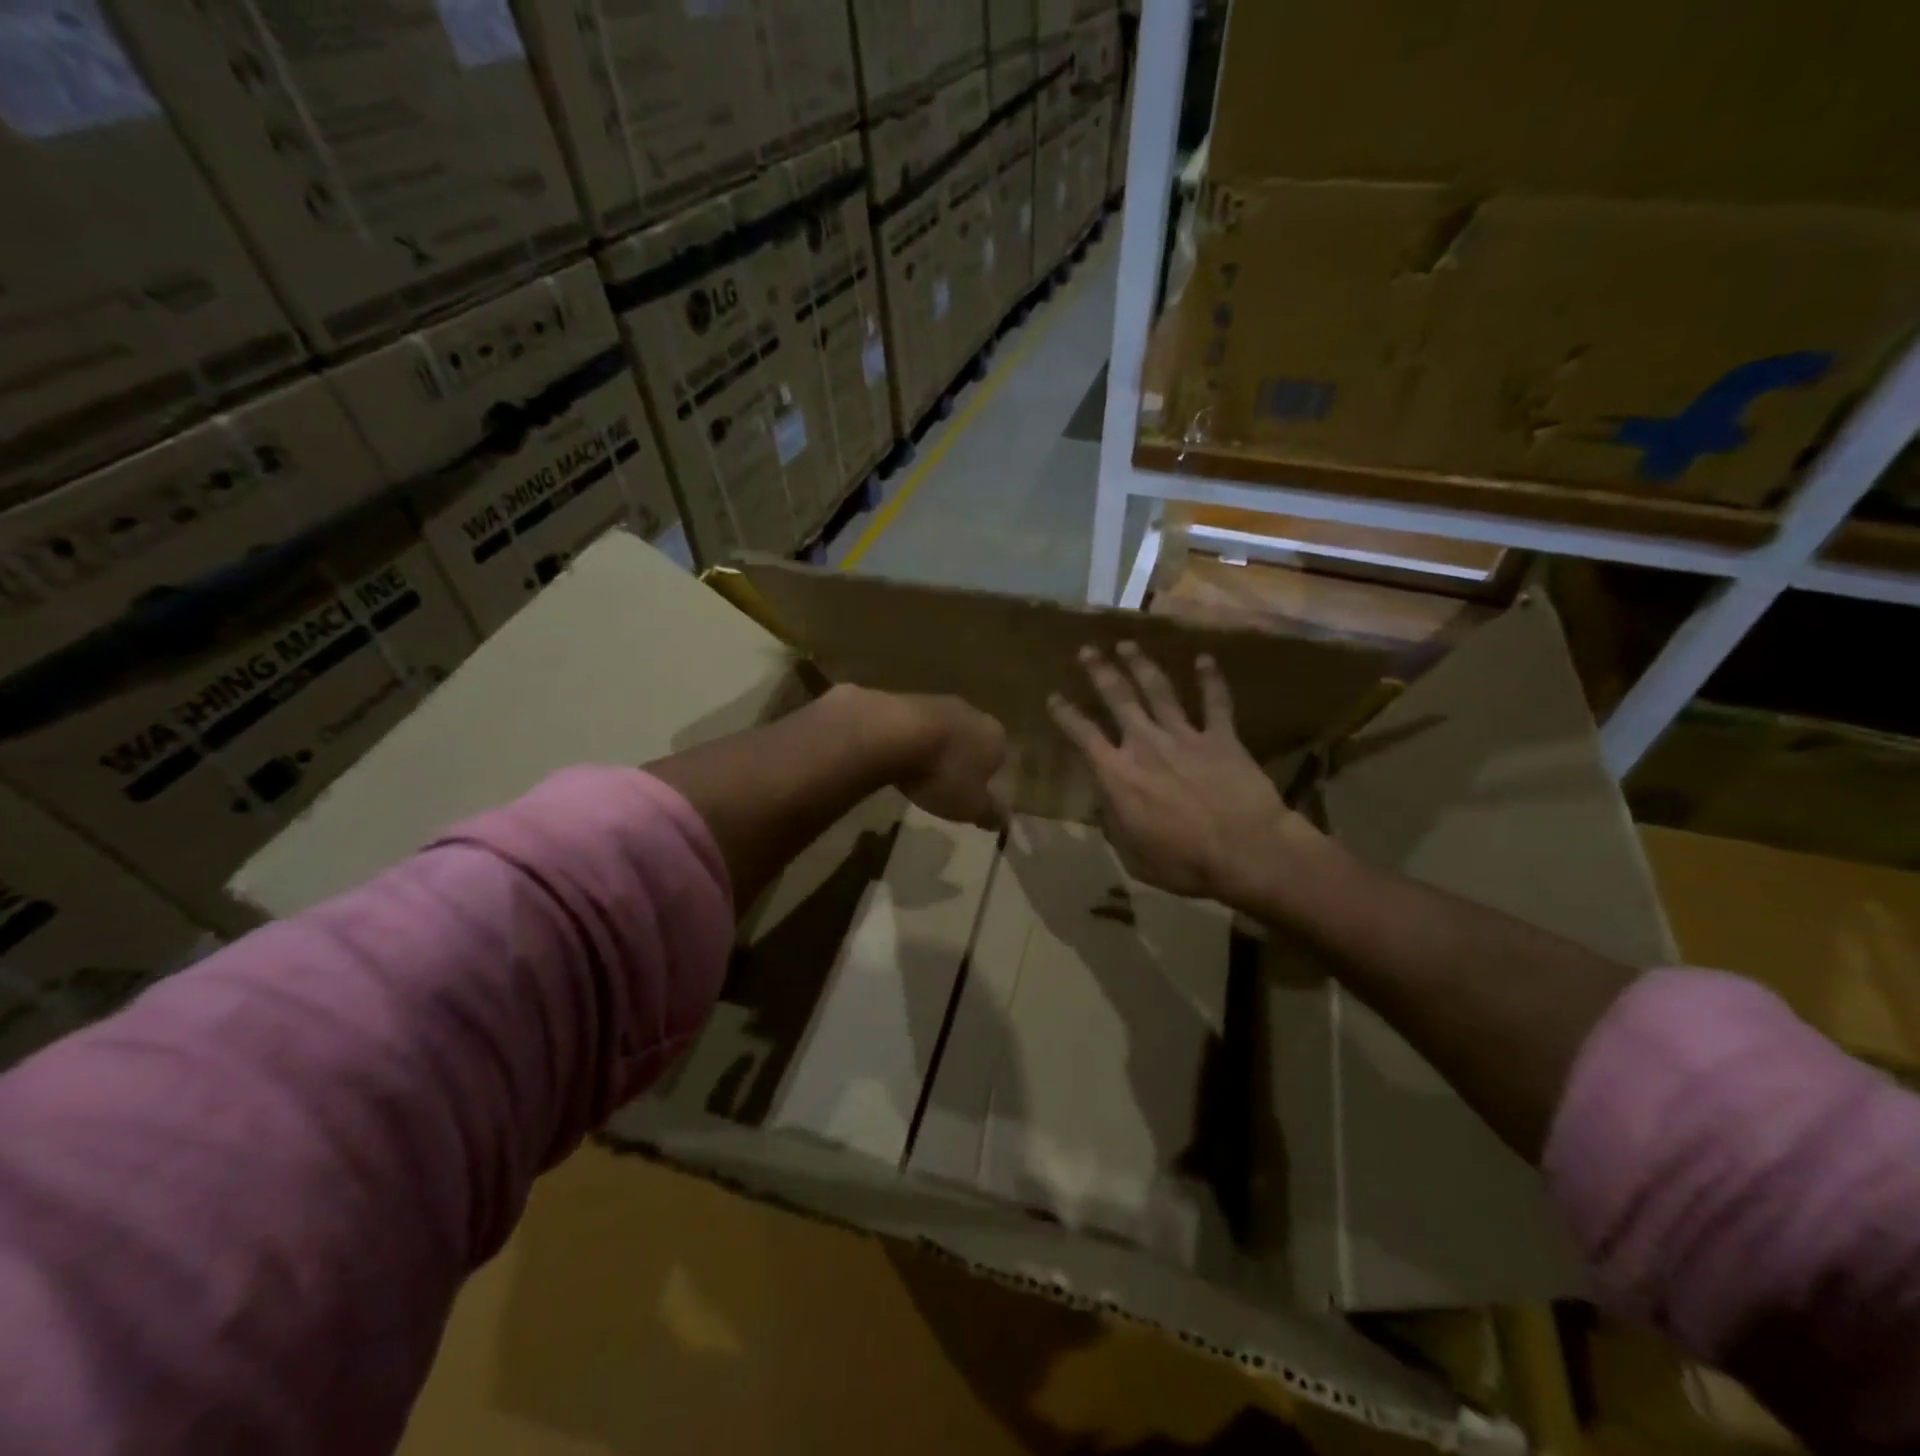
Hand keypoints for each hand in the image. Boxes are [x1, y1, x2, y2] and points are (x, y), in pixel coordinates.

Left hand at [880, 691, 1008, 828]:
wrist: (895, 734)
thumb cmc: (944, 773)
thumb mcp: (971, 806)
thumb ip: (991, 813)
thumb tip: (1006, 820)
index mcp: (996, 737)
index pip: (998, 758)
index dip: (985, 777)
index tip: (969, 793)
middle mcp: (973, 713)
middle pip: (971, 740)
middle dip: (960, 760)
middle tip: (943, 784)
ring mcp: (939, 702)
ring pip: (943, 730)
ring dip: (934, 748)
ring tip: (917, 772)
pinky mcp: (907, 699)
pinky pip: (915, 725)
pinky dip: (910, 739)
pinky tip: (896, 755)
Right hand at [1048, 643, 1321, 908]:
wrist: (1245, 850)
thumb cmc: (1183, 861)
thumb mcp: (1132, 853)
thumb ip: (1114, 822)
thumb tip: (1106, 803)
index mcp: (1117, 774)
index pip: (1082, 735)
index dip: (1065, 714)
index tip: (1054, 697)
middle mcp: (1145, 744)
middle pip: (1117, 698)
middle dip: (1100, 671)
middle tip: (1087, 650)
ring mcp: (1184, 736)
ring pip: (1158, 690)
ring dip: (1141, 665)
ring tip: (1127, 644)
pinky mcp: (1221, 737)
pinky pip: (1215, 702)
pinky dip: (1210, 679)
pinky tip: (1205, 658)